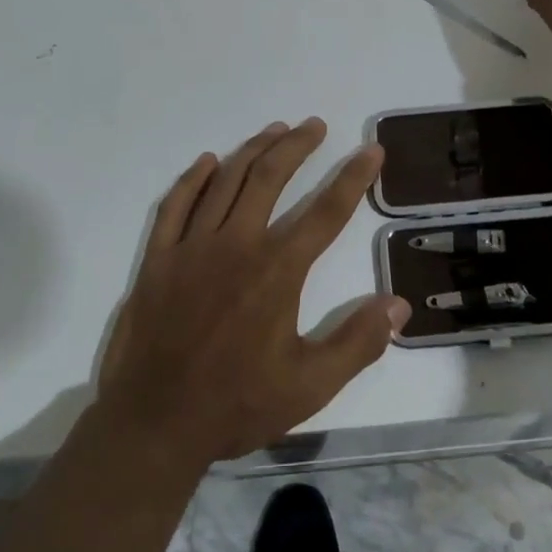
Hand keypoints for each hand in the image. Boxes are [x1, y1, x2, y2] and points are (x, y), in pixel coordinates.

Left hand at [95, 119, 408, 468]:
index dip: (354, 177)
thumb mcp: (309, 386)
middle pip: (270, 177)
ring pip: (226, 181)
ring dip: (254, 150)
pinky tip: (209, 162)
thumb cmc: (236, 404)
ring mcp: (192, 246)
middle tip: (315, 125)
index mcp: (277, 269)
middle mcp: (237, 243)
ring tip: (276, 130)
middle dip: (297, 146)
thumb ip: (357, 342)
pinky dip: (194, 179)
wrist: (152, 425)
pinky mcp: (158, 258)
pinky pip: (175, 205)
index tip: (372, 150)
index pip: (326, 211)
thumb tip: (399, 305)